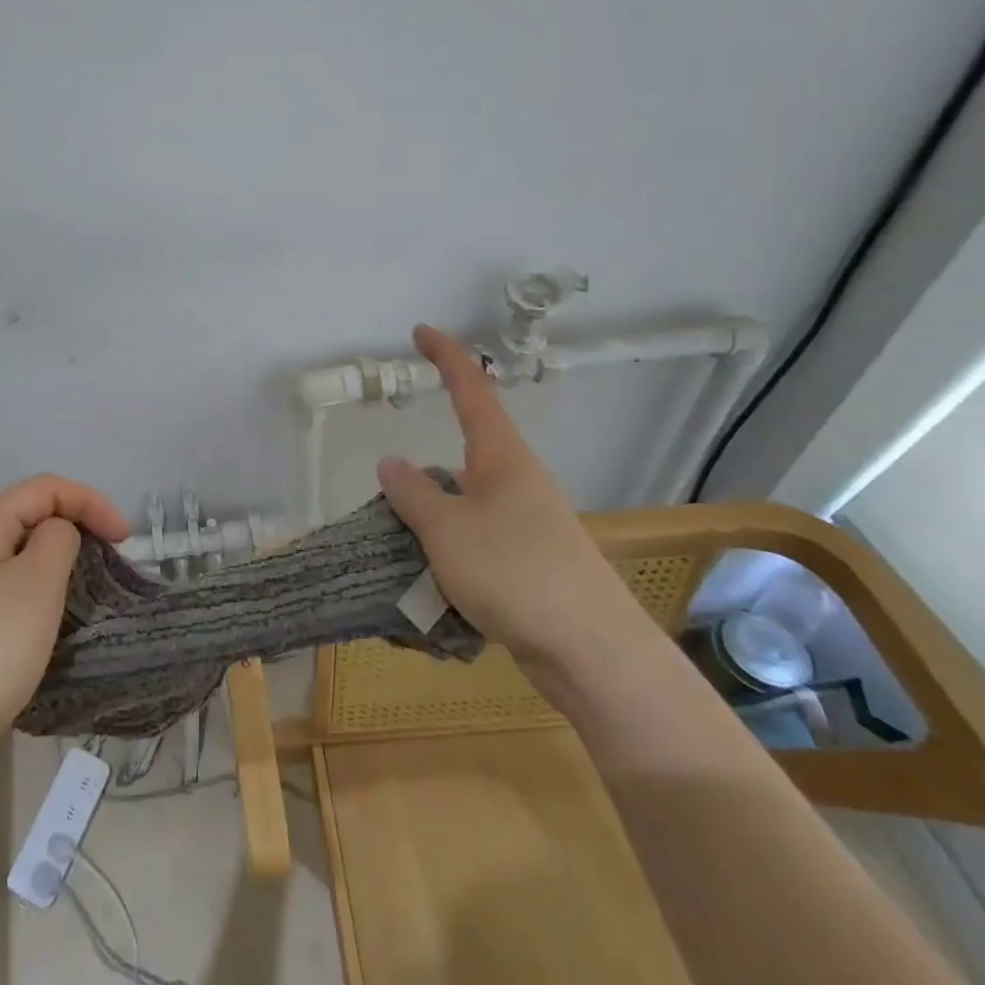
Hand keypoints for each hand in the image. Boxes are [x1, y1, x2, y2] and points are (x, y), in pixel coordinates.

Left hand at [0, 474, 127, 773]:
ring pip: (24, 549)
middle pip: (33, 513)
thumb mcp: (38, 582)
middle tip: (113, 556)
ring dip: (61, 556)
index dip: (91, 502)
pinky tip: (56, 609)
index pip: (46, 488)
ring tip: (90, 581)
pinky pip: (13, 581)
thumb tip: (58, 533)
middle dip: (78, 524)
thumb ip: (59, 538)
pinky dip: (43, 584)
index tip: (126, 539)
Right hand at [376, 325, 647, 683]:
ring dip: (434, 522)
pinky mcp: (532, 564)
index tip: (421, 332)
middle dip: (426, 476)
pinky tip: (433, 585)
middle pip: (464, 458)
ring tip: (402, 553)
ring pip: (466, 507)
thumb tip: (391, 462)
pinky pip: (477, 544)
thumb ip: (414, 493)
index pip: (472, 389)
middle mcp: (518, 482)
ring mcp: (528, 524)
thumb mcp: (446, 530)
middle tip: (391, 495)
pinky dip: (450, 554)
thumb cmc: (515, 573)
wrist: (593, 652)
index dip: (447, 356)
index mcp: (502, 458)